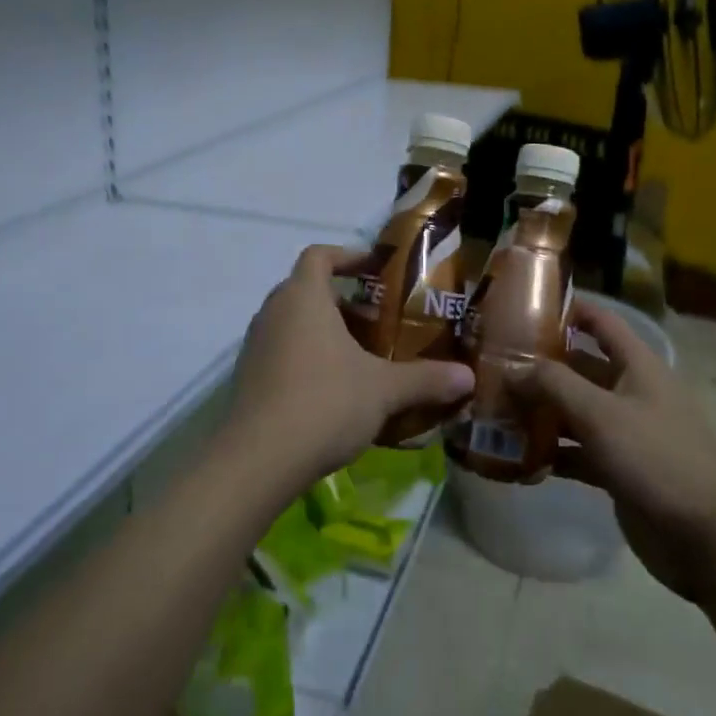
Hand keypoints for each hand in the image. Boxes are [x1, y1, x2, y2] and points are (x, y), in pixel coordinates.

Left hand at [226, 245, 474, 490]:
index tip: (374, 270)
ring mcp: (255, 346)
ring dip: (322, 331)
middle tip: (375, 320)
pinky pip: (281, 352)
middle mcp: (273, 312)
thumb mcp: (383, 390)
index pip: (319, 255)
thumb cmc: (324, 403)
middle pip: (305, 289)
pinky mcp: (247, 378)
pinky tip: (332, 391)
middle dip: (341, 300)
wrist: (257, 461)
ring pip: (292, 323)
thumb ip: (426, 378)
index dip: (347, 256)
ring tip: (359, 357)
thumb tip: (468, 377)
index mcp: (303, 297)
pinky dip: (305, 358)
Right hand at [513, 301, 715, 601]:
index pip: (600, 322)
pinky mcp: (618, 469)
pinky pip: (577, 451)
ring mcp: (625, 432)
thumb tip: (512, 368)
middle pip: (579, 368)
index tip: (522, 307)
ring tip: (493, 410)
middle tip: (491, 365)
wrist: (707, 539)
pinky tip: (517, 458)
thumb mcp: (600, 414)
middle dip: (539, 367)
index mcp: (637, 365)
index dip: (567, 309)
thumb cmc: (656, 459)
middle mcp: (631, 391)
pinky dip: (551, 452)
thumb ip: (554, 385)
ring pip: (574, 411)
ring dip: (539, 411)